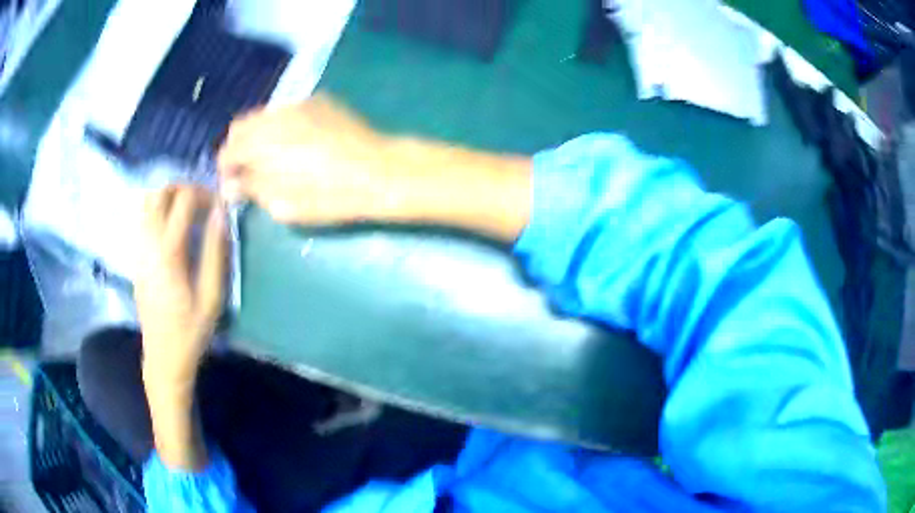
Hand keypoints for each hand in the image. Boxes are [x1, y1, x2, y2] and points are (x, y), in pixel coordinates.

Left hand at [135, 185, 227, 391]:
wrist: (163, 356)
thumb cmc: (191, 330)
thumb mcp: (212, 297)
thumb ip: (216, 253)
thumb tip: (221, 215)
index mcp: (169, 252)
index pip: (184, 200)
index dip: (205, 194)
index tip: (219, 206)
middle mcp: (149, 243)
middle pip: (160, 192)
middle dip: (184, 188)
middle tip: (203, 203)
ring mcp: (139, 249)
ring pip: (148, 201)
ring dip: (169, 197)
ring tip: (188, 211)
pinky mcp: (136, 257)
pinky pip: (143, 218)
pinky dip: (158, 210)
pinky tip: (172, 227)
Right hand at [218, 94, 402, 223]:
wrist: (379, 171)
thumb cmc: (330, 196)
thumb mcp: (284, 204)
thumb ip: (252, 189)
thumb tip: (230, 185)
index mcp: (263, 142)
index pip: (227, 150)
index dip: (225, 169)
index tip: (233, 184)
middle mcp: (276, 116)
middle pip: (241, 126)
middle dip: (238, 148)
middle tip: (248, 170)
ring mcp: (299, 103)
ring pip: (264, 116)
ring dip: (259, 135)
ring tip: (272, 157)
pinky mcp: (319, 100)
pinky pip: (287, 110)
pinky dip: (281, 125)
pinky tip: (297, 142)